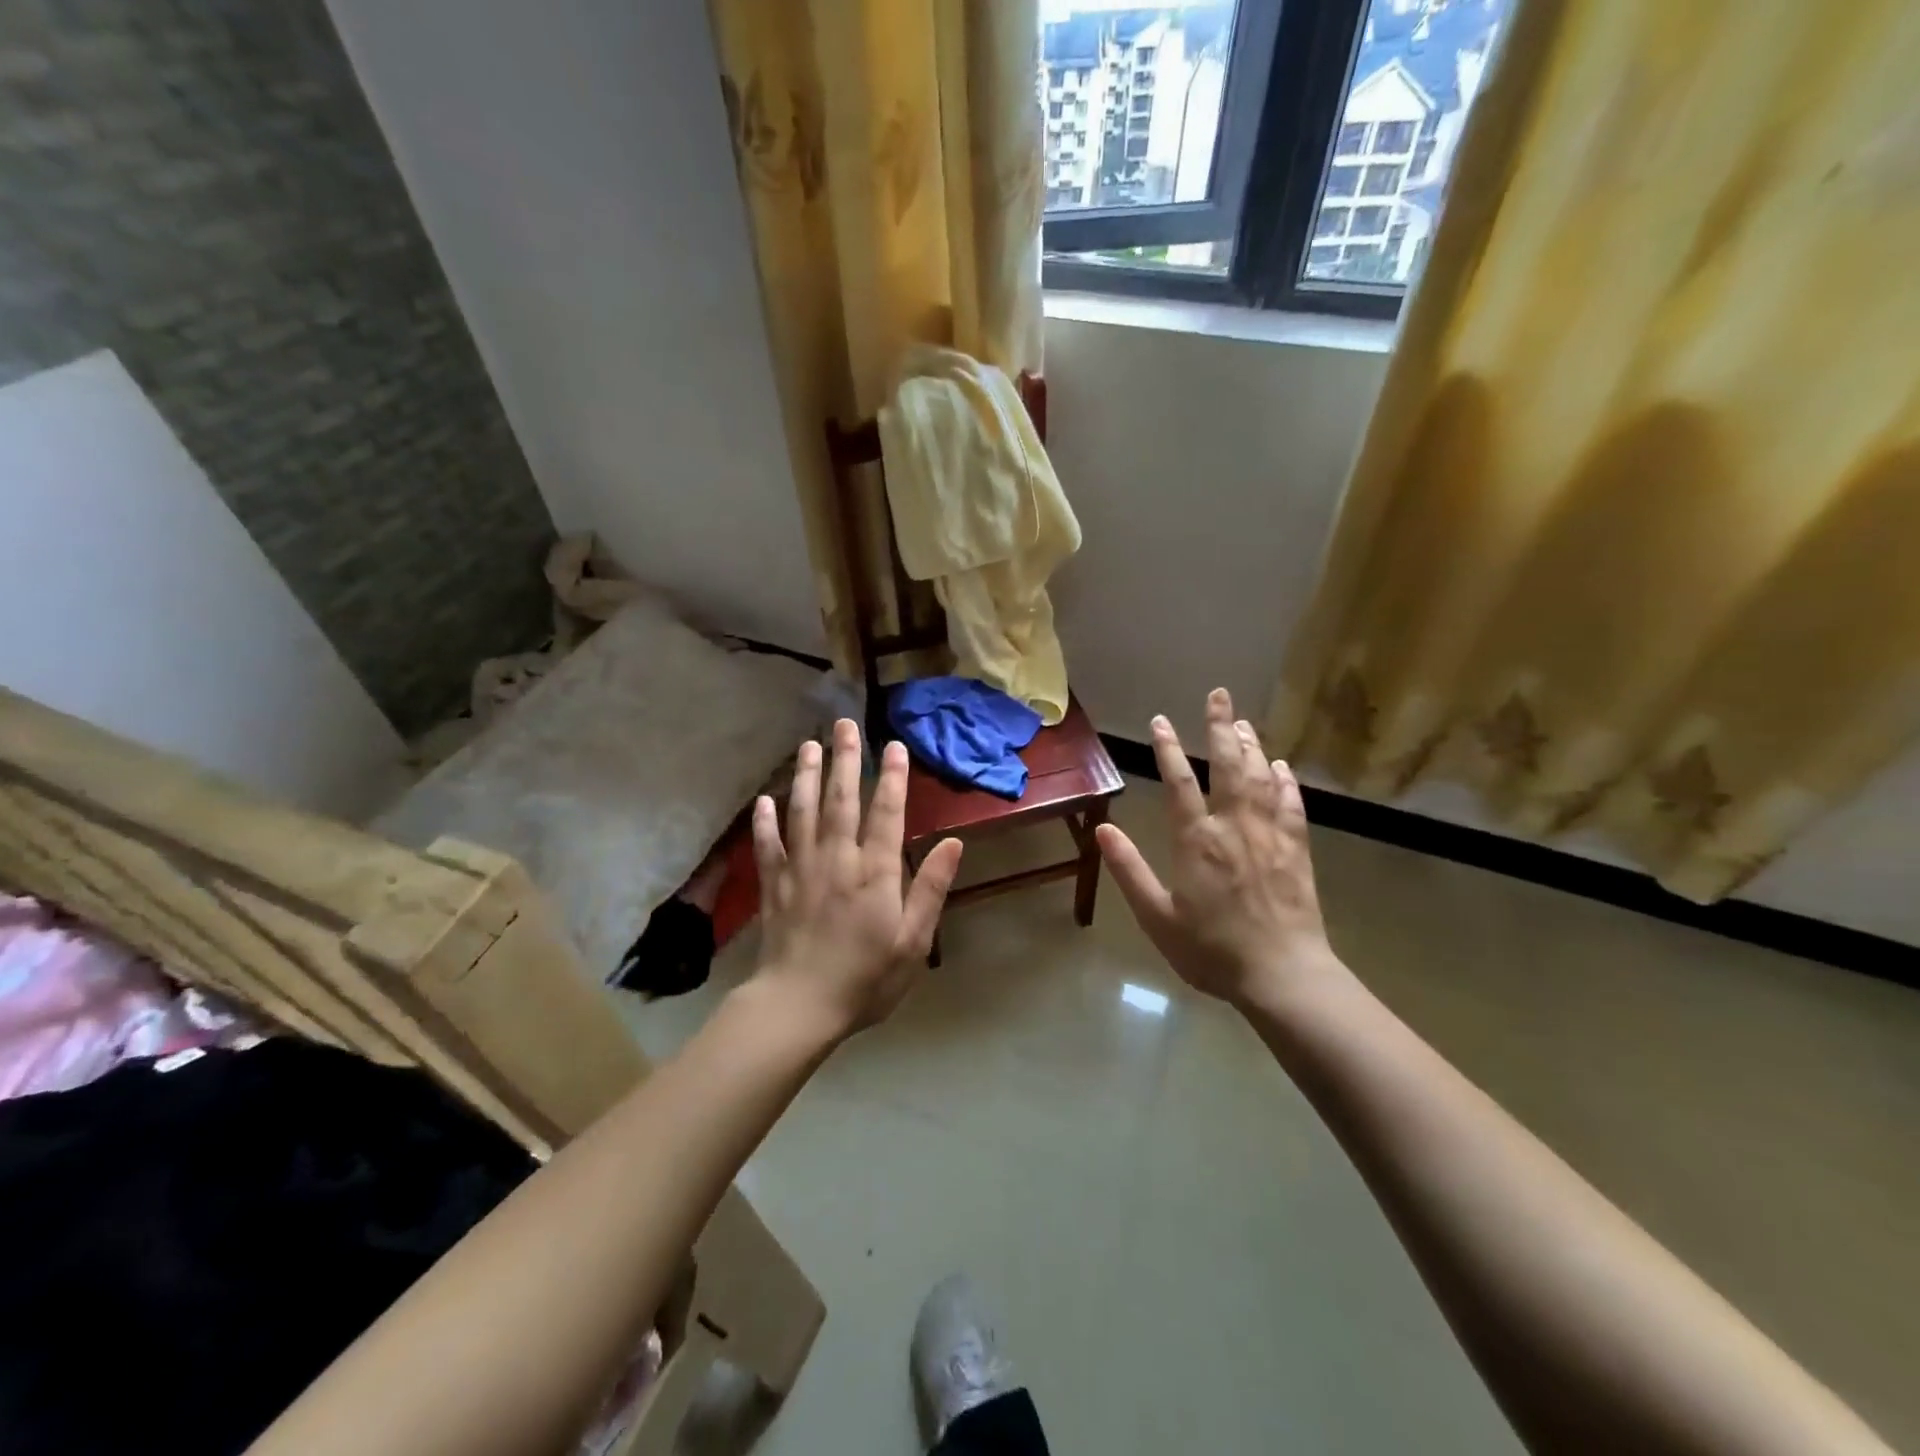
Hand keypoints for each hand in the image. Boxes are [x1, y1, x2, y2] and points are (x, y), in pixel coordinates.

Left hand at [750, 719, 962, 1038]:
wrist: (799, 1007)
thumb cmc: (866, 979)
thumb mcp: (913, 942)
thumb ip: (931, 889)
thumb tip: (953, 842)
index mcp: (875, 872)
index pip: (886, 813)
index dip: (892, 777)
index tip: (893, 745)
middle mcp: (837, 860)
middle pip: (841, 800)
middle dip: (845, 760)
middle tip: (843, 724)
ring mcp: (801, 869)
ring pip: (804, 812)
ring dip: (807, 777)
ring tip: (809, 745)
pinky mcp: (774, 886)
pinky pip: (768, 846)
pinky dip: (765, 822)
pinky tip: (765, 800)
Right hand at [1095, 689, 1337, 1007]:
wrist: (1282, 975)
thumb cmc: (1211, 950)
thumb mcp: (1157, 917)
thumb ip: (1129, 870)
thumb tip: (1102, 830)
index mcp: (1197, 841)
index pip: (1179, 783)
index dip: (1168, 749)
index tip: (1160, 721)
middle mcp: (1234, 827)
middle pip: (1228, 766)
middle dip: (1220, 728)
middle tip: (1219, 695)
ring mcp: (1270, 836)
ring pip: (1261, 779)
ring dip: (1252, 746)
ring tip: (1243, 722)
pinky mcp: (1297, 851)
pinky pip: (1292, 807)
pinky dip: (1286, 783)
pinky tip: (1282, 768)